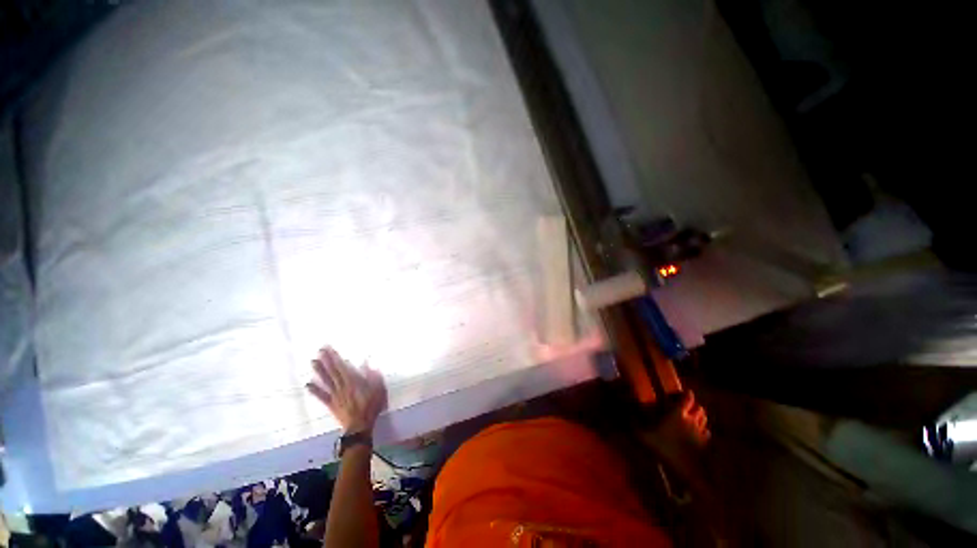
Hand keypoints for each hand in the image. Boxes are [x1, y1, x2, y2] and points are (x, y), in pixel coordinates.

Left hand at [306, 346, 387, 433]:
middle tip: (319, 351)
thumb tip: (367, 363)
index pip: (342, 367)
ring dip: (319, 371)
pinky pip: (322, 396)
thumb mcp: (378, 389)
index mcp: (353, 381)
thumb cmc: (371, 406)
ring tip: (313, 362)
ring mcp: (335, 396)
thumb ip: (372, 375)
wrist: (360, 426)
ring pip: (326, 381)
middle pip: (333, 371)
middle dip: (326, 360)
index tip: (329, 349)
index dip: (335, 358)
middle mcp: (342, 386)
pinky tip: (308, 384)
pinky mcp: (331, 404)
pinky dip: (315, 390)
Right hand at [641, 390, 710, 468]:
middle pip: (699, 408)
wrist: (685, 471)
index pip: (688, 398)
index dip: (687, 393)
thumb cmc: (664, 449)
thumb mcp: (643, 435)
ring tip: (691, 418)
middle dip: (694, 405)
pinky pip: (707, 432)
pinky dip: (703, 430)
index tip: (683, 392)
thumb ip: (634, 422)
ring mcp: (701, 433)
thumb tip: (627, 411)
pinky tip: (696, 434)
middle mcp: (692, 420)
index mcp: (678, 414)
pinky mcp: (705, 445)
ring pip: (705, 419)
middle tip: (686, 406)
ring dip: (699, 416)